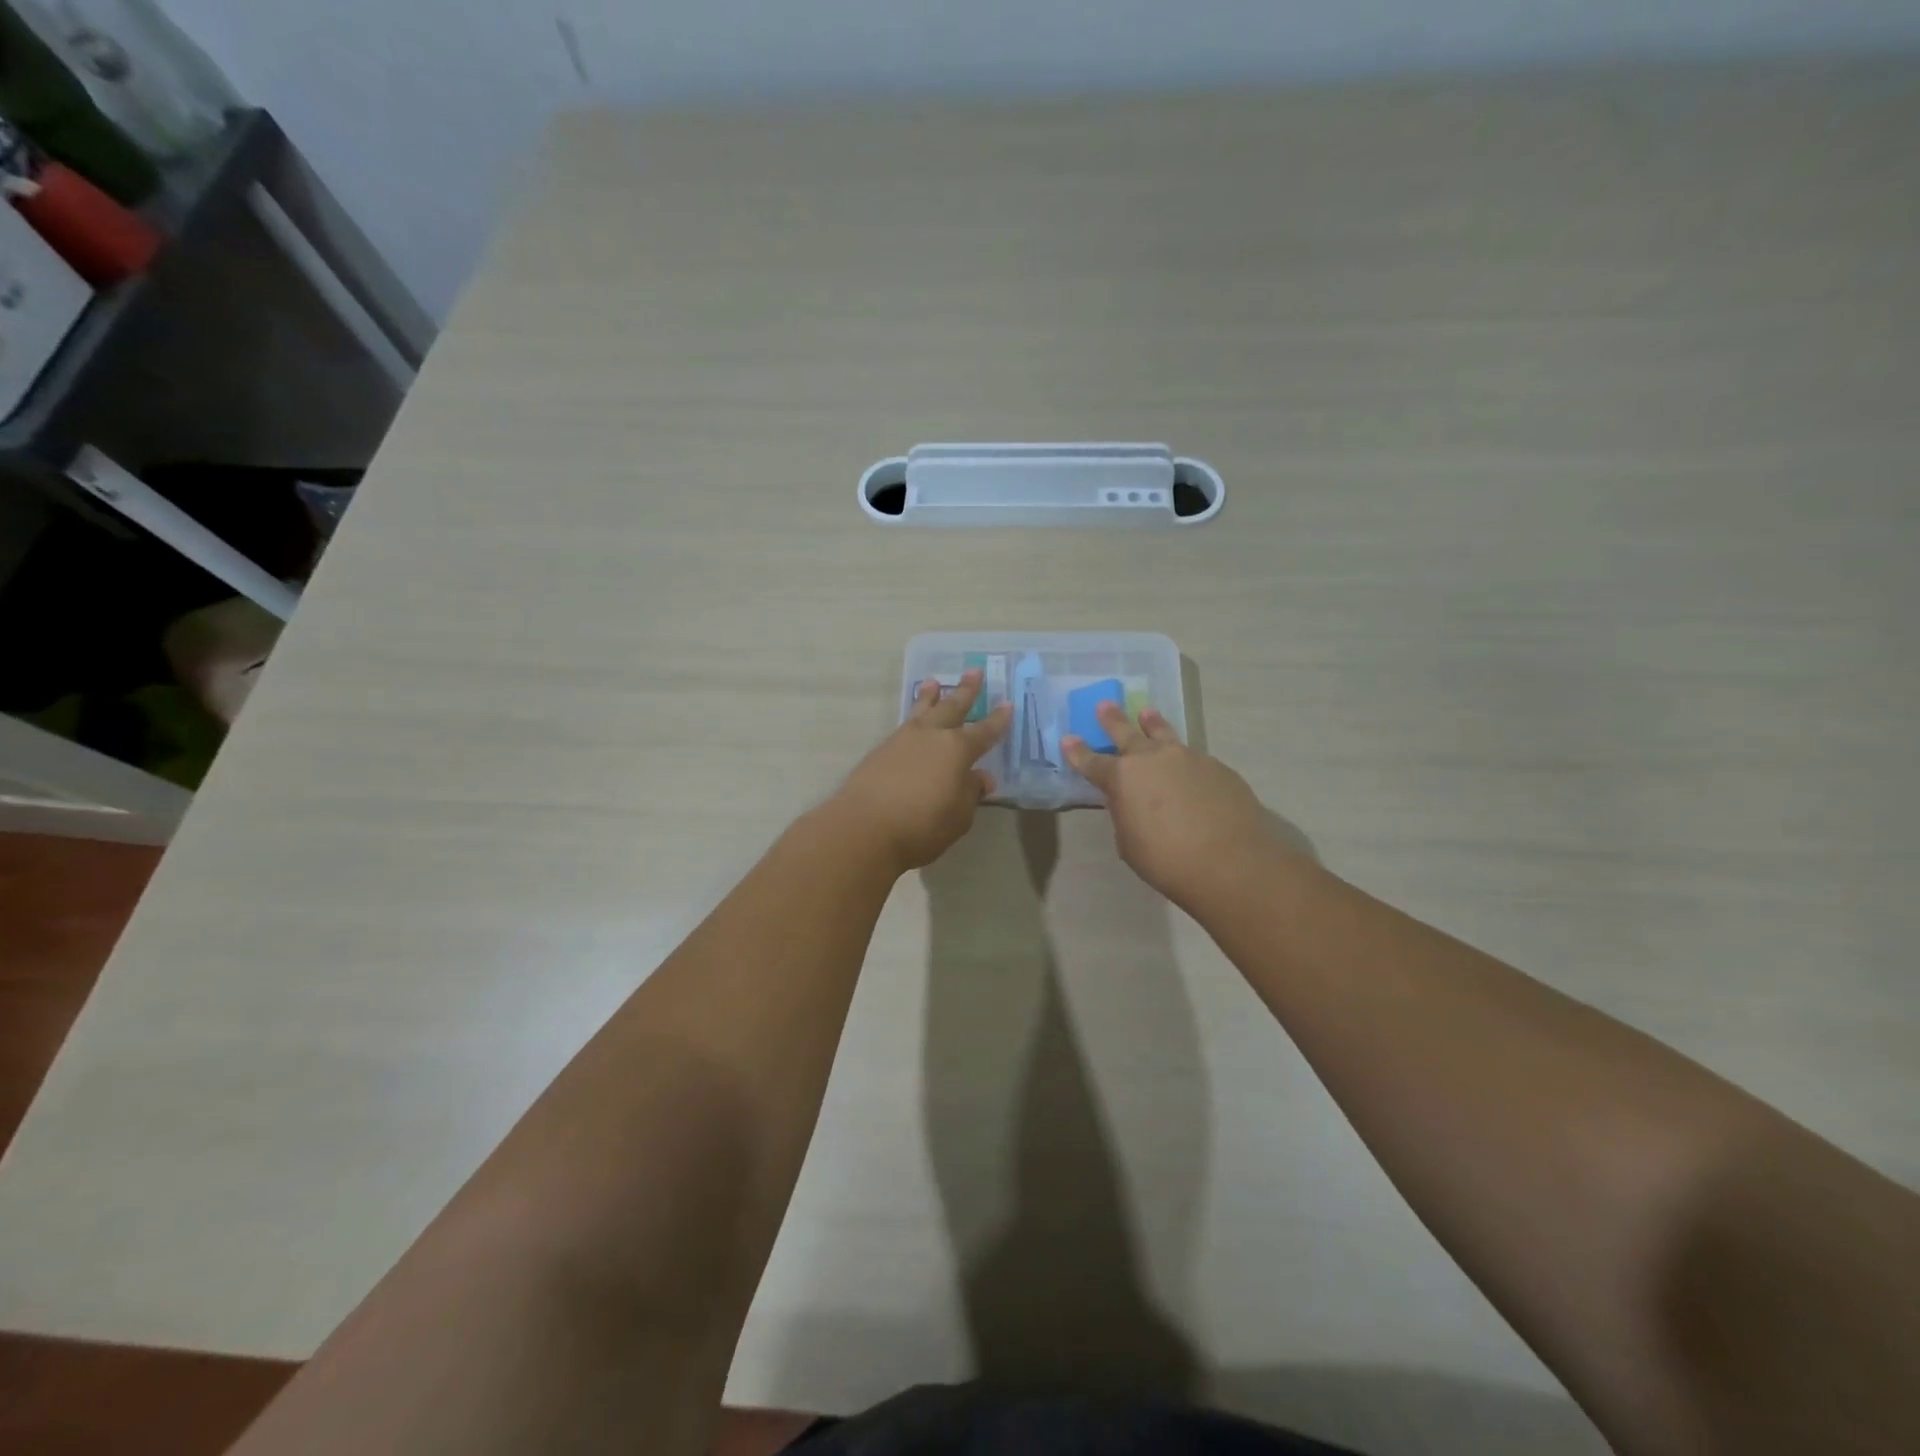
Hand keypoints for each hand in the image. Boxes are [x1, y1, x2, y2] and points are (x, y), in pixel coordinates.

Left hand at [830, 669, 1012, 872]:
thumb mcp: (958, 816)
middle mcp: (931, 736)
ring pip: (922, 711)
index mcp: (957, 750)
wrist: (864, 827)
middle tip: (974, 671)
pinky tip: (913, 721)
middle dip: (965, 691)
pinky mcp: (880, 751)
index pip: (984, 732)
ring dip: (930, 696)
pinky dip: (912, 716)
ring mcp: (903, 740)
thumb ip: (970, 793)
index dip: (997, 720)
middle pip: (952, 707)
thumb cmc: (921, 825)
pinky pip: (904, 725)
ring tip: (933, 682)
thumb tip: (981, 778)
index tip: (1007, 704)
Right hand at [1063, 703, 1277, 909]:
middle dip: (1113, 720)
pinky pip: (1193, 757)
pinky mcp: (1217, 767)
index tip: (1068, 738)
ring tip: (1147, 712)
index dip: (1078, 752)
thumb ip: (1125, 815)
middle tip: (1105, 704)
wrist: (1231, 862)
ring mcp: (1188, 758)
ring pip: (1164, 734)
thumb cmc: (1168, 860)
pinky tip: (1188, 770)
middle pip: (1127, 733)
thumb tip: (1129, 801)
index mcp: (1123, 778)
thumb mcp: (1130, 843)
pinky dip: (1184, 759)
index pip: (1092, 762)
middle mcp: (1153, 759)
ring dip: (1152, 723)